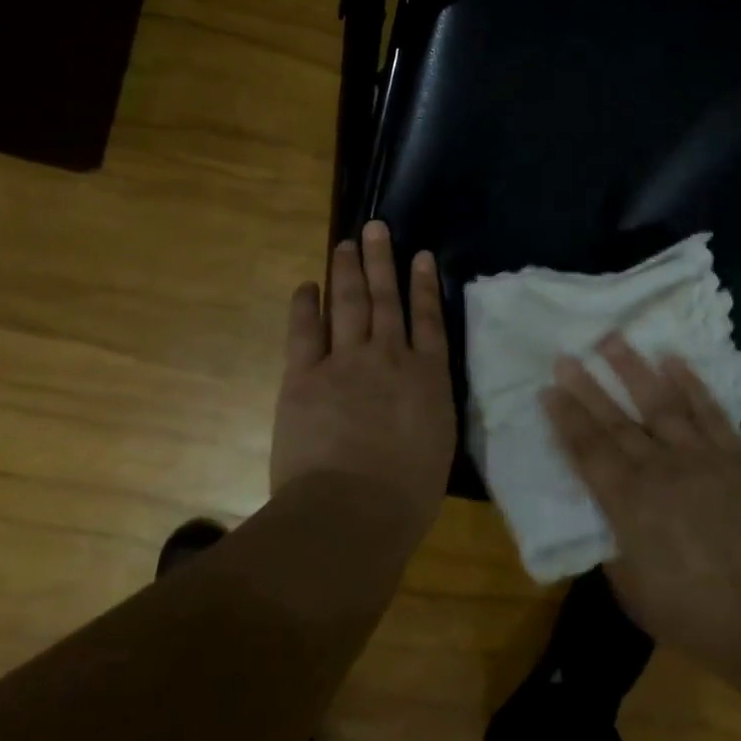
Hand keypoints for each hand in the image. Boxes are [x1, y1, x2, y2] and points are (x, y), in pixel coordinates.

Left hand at [270, 221, 455, 540]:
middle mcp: (390, 357)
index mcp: (427, 377)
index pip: (429, 319)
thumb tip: (419, 395)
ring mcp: (346, 362)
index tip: (421, 255)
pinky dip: (306, 304)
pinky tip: (307, 286)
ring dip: (347, 271)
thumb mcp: (436, 446)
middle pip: (386, 299)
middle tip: (376, 228)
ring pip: (349, 303)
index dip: (424, 284)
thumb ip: (428, 410)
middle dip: (382, 261)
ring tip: (346, 244)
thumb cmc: (405, 495)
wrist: (352, 511)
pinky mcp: (305, 376)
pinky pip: (304, 330)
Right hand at [543, 336, 740, 694]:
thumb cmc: (697, 616)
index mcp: (629, 505)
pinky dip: (691, 383)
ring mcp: (701, 458)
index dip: (565, 419)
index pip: (588, 451)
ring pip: (660, 403)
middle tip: (565, 355)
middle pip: (616, 421)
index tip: (547, 389)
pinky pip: (710, 411)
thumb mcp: (634, 593)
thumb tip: (603, 515)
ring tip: (613, 339)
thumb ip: (612, 546)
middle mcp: (660, 470)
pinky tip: (673, 360)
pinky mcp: (737, 457)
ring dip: (633, 369)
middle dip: (587, 387)